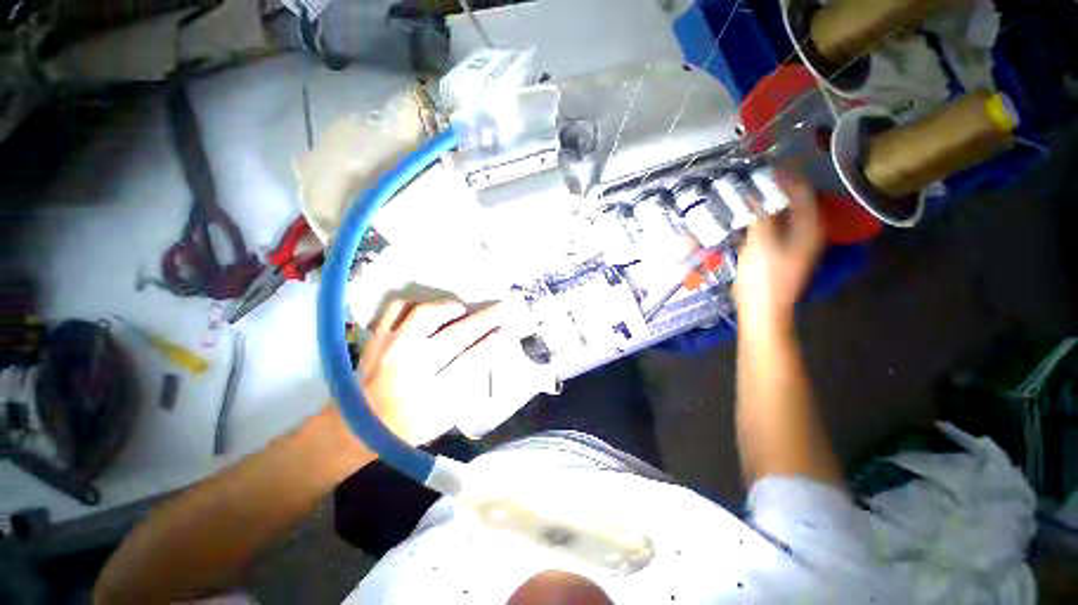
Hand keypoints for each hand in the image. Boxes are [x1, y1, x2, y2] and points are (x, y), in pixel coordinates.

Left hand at [355, 299, 557, 444]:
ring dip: (448, 308)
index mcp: (429, 393)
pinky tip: (426, 310)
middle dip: (484, 319)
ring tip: (459, 309)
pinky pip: (395, 309)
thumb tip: (486, 352)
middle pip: (456, 334)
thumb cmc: (405, 427)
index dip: (492, 342)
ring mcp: (389, 348)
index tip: (508, 329)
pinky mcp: (375, 339)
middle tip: (502, 308)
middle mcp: (410, 367)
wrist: (355, 428)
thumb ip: (466, 385)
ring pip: (423, 315)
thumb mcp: (443, 416)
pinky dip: (414, 304)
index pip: (470, 360)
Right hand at [734, 172, 823, 330]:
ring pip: (784, 213)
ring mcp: (795, 242)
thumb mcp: (761, 242)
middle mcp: (807, 231)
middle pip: (795, 201)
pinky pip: (775, 226)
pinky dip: (764, 217)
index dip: (787, 176)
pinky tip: (750, 215)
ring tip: (751, 191)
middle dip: (778, 187)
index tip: (768, 165)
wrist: (763, 307)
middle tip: (756, 177)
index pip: (802, 191)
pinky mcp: (781, 251)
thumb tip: (755, 193)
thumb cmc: (764, 276)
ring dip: (769, 202)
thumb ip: (760, 215)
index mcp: (809, 227)